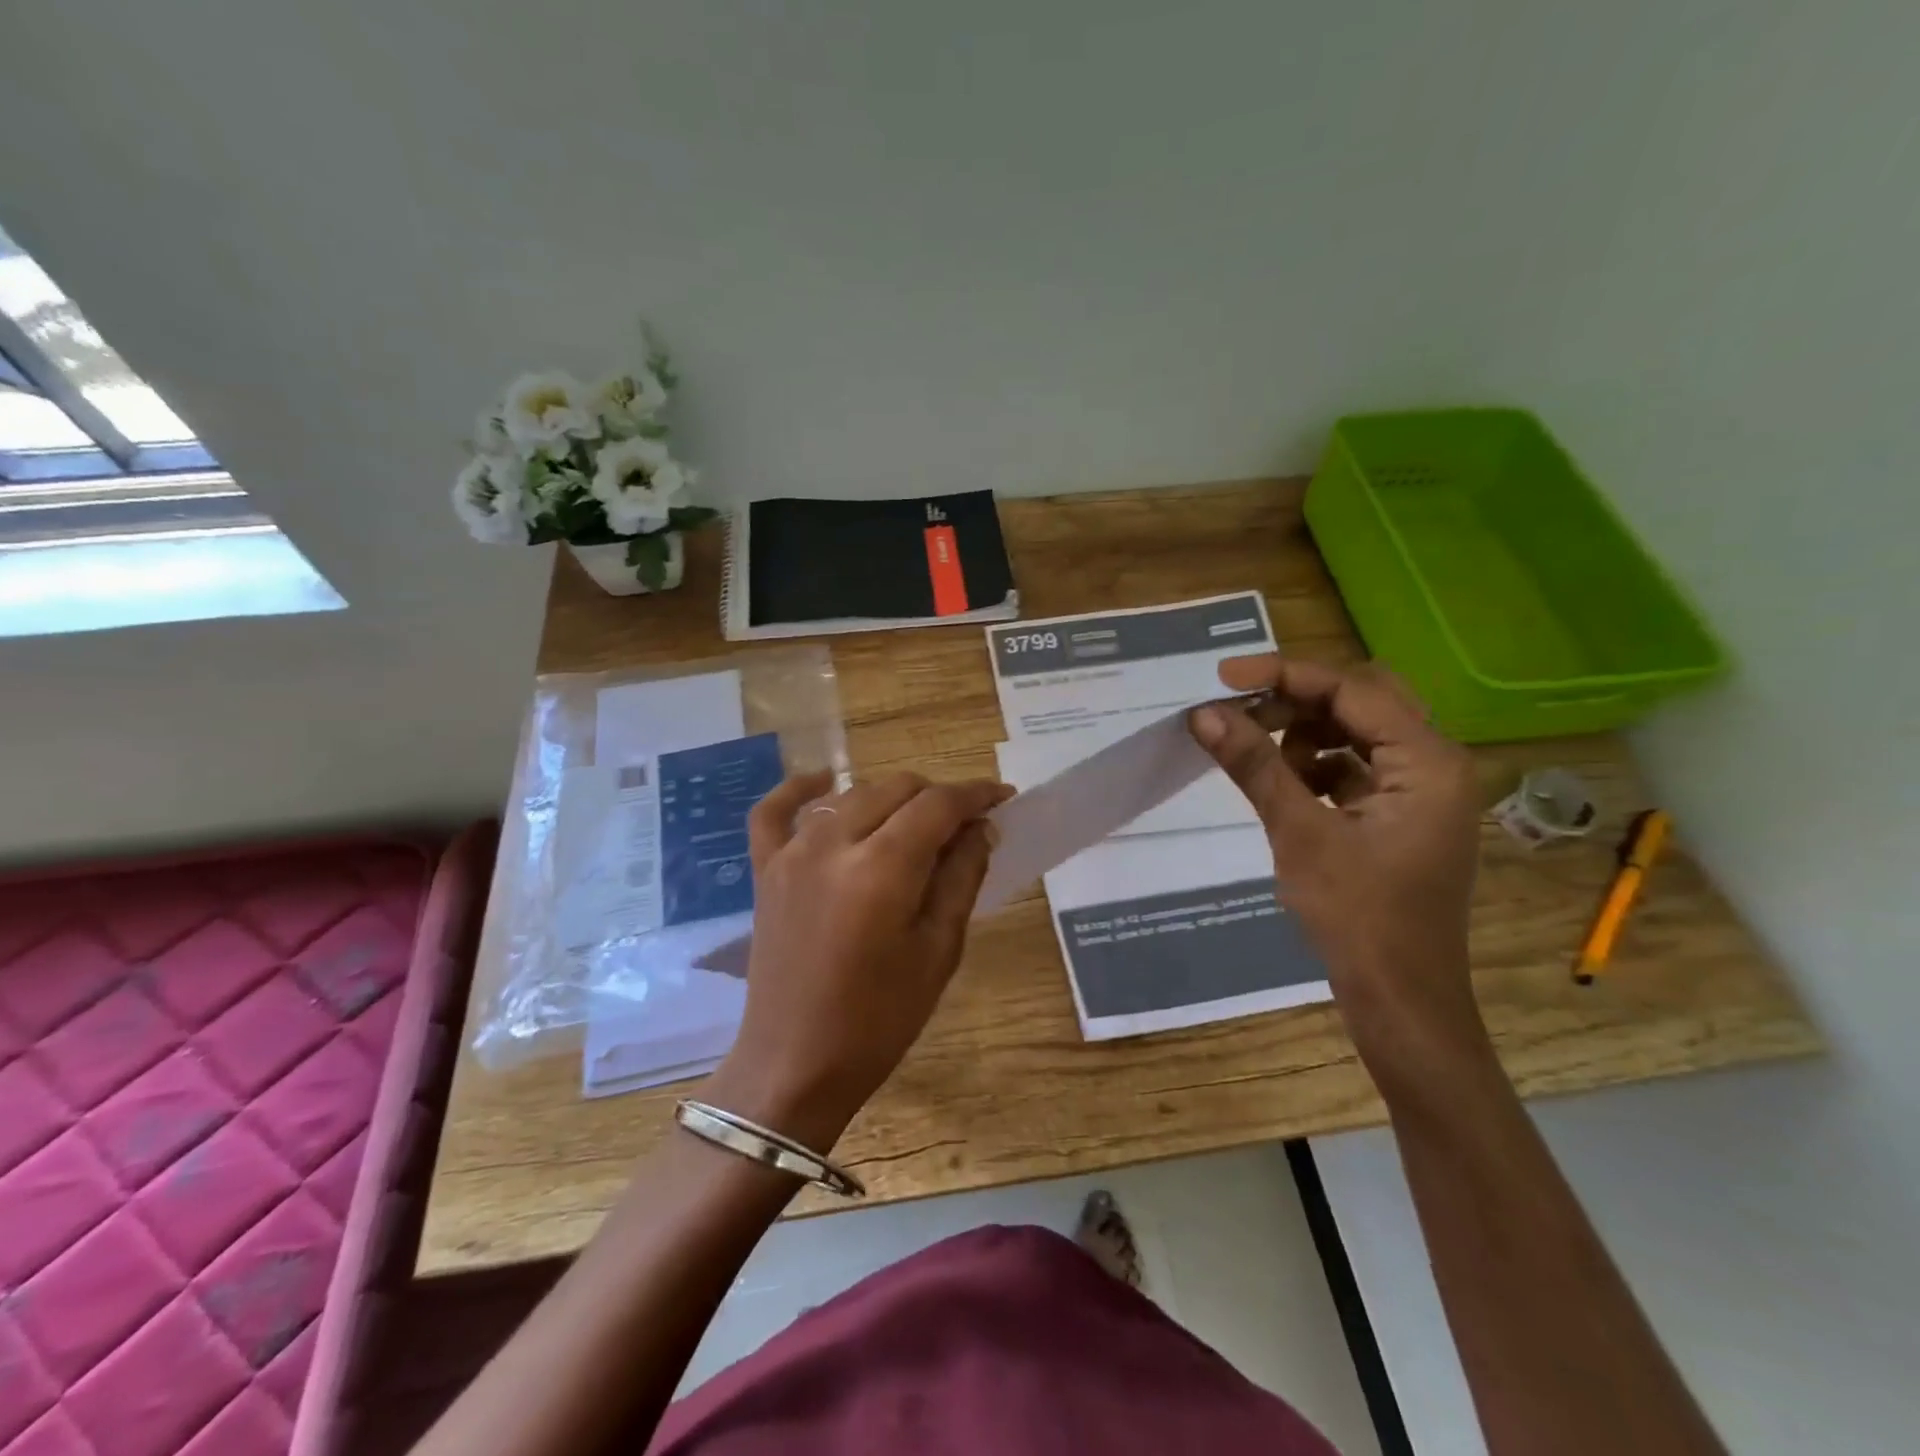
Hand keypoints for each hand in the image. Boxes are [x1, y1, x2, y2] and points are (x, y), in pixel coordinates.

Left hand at [704, 770, 1010, 1151]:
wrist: (794, 1063)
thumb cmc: (878, 1019)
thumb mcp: (938, 951)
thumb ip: (961, 878)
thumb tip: (980, 829)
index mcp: (881, 870)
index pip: (938, 805)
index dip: (976, 794)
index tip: (1002, 798)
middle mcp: (832, 845)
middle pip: (896, 789)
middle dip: (937, 796)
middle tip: (963, 825)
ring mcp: (791, 853)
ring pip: (851, 794)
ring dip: (890, 799)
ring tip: (915, 825)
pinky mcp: (766, 869)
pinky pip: (774, 810)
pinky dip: (800, 789)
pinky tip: (825, 782)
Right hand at [1190, 656, 1491, 1095]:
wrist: (1400, 1001)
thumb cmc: (1358, 918)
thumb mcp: (1300, 833)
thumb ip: (1255, 765)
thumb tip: (1203, 713)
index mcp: (1429, 762)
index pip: (1352, 690)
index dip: (1284, 676)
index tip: (1223, 679)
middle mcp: (1436, 764)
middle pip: (1363, 701)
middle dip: (1297, 700)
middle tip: (1240, 711)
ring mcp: (1422, 791)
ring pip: (1358, 732)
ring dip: (1305, 732)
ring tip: (1257, 753)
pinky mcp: (1403, 816)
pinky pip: (1357, 767)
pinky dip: (1317, 766)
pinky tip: (1284, 785)